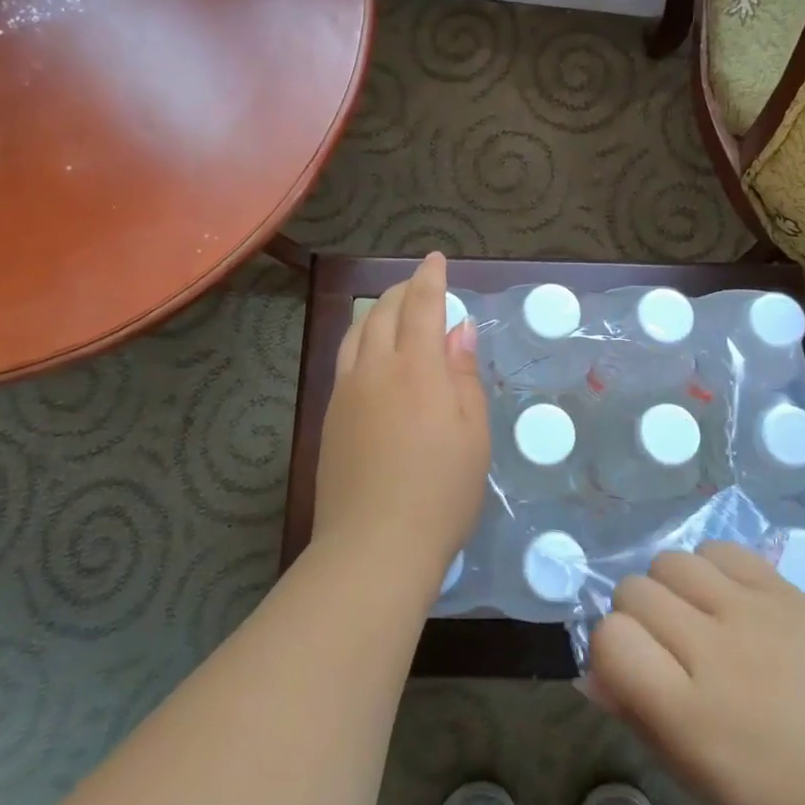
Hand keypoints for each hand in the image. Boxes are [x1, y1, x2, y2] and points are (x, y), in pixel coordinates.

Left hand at [311, 253, 488, 592]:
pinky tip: (372, 354)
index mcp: (416, 368)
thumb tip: (457, 331)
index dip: (430, 278)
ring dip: (378, 312)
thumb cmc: (441, 490)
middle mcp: (374, 369)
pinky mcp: (331, 417)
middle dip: (403, 290)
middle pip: (383, 312)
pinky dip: (362, 339)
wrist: (374, 545)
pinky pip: (345, 359)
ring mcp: (346, 393)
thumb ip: (463, 375)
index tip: (436, 259)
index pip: (422, 305)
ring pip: (357, 333)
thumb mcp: (473, 433)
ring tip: (394, 311)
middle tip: (421, 285)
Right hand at [582, 542, 804, 804]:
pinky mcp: (782, 586)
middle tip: (666, 647)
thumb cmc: (791, 796)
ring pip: (669, 560)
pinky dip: (709, 568)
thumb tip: (591, 673)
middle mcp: (716, 652)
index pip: (611, 639)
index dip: (609, 648)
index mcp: (692, 716)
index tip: (632, 667)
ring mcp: (752, 611)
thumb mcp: (705, 784)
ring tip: (696, 617)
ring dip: (669, 588)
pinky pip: (718, 548)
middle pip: (634, 591)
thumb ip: (641, 721)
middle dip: (635, 616)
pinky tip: (727, 598)